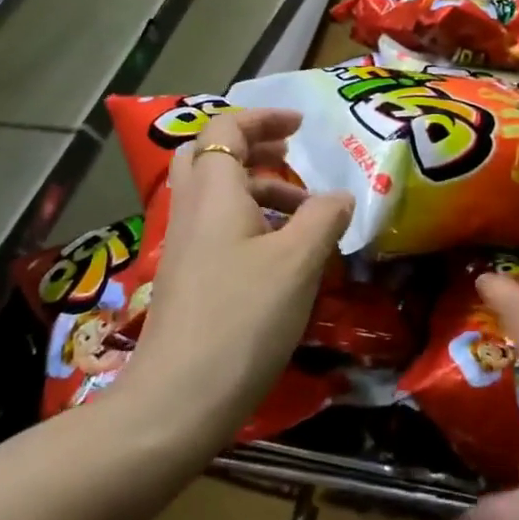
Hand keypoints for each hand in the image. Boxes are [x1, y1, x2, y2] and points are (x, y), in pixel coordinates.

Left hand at [125, 107, 352, 444]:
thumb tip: (341, 196)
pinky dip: (249, 219)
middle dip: (253, 145)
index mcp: (214, 192)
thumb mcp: (298, 262)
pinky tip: (281, 251)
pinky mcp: (186, 276)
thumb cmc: (243, 317)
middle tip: (291, 154)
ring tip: (303, 210)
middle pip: (211, 154)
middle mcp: (191, 209)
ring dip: (257, 186)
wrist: (177, 401)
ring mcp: (184, 245)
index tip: (301, 126)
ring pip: (216, 193)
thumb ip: (324, 218)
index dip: (264, 118)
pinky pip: (217, 225)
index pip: (226, 129)